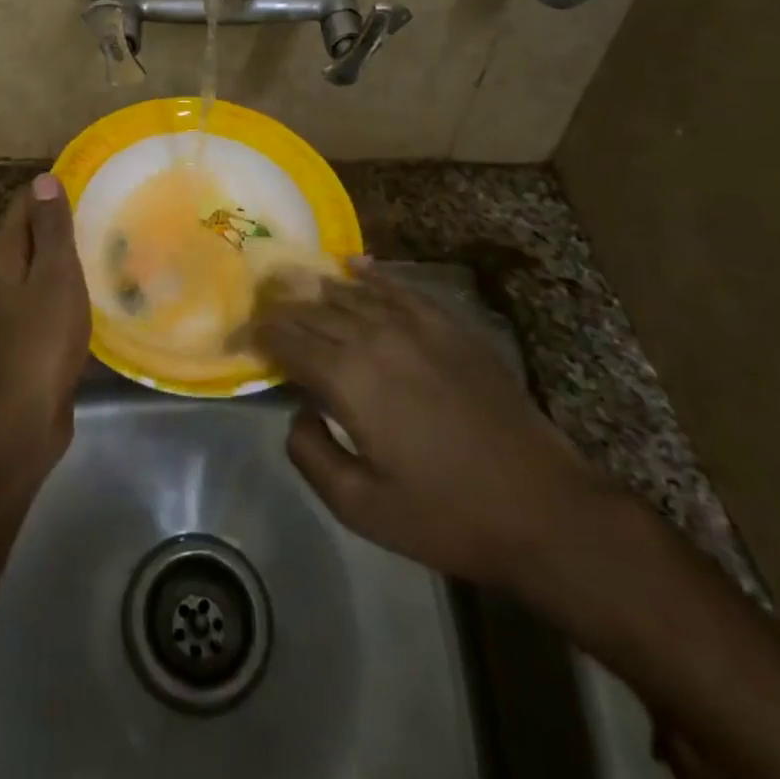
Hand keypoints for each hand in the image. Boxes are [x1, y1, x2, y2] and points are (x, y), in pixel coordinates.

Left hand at [0, 173, 91, 457]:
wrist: (27, 415)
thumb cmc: (43, 337)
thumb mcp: (54, 274)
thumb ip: (51, 228)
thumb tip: (43, 179)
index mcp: (4, 256)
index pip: (24, 205)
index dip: (52, 190)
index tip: (90, 180)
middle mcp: (4, 276)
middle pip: (33, 234)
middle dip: (64, 221)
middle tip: (109, 209)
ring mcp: (16, 307)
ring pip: (44, 267)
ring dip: (71, 255)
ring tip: (112, 242)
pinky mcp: (31, 334)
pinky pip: (52, 295)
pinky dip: (72, 285)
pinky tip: (101, 288)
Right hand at [251, 263, 601, 590]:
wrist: (542, 506)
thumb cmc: (446, 513)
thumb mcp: (361, 507)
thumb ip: (311, 453)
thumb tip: (297, 411)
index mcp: (347, 377)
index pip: (286, 340)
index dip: (256, 335)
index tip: (237, 337)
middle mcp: (374, 336)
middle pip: (312, 310)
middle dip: (279, 308)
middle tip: (258, 309)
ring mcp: (414, 325)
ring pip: (349, 293)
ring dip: (315, 290)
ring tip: (292, 285)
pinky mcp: (447, 325)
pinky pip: (398, 287)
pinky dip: (370, 274)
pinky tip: (353, 265)